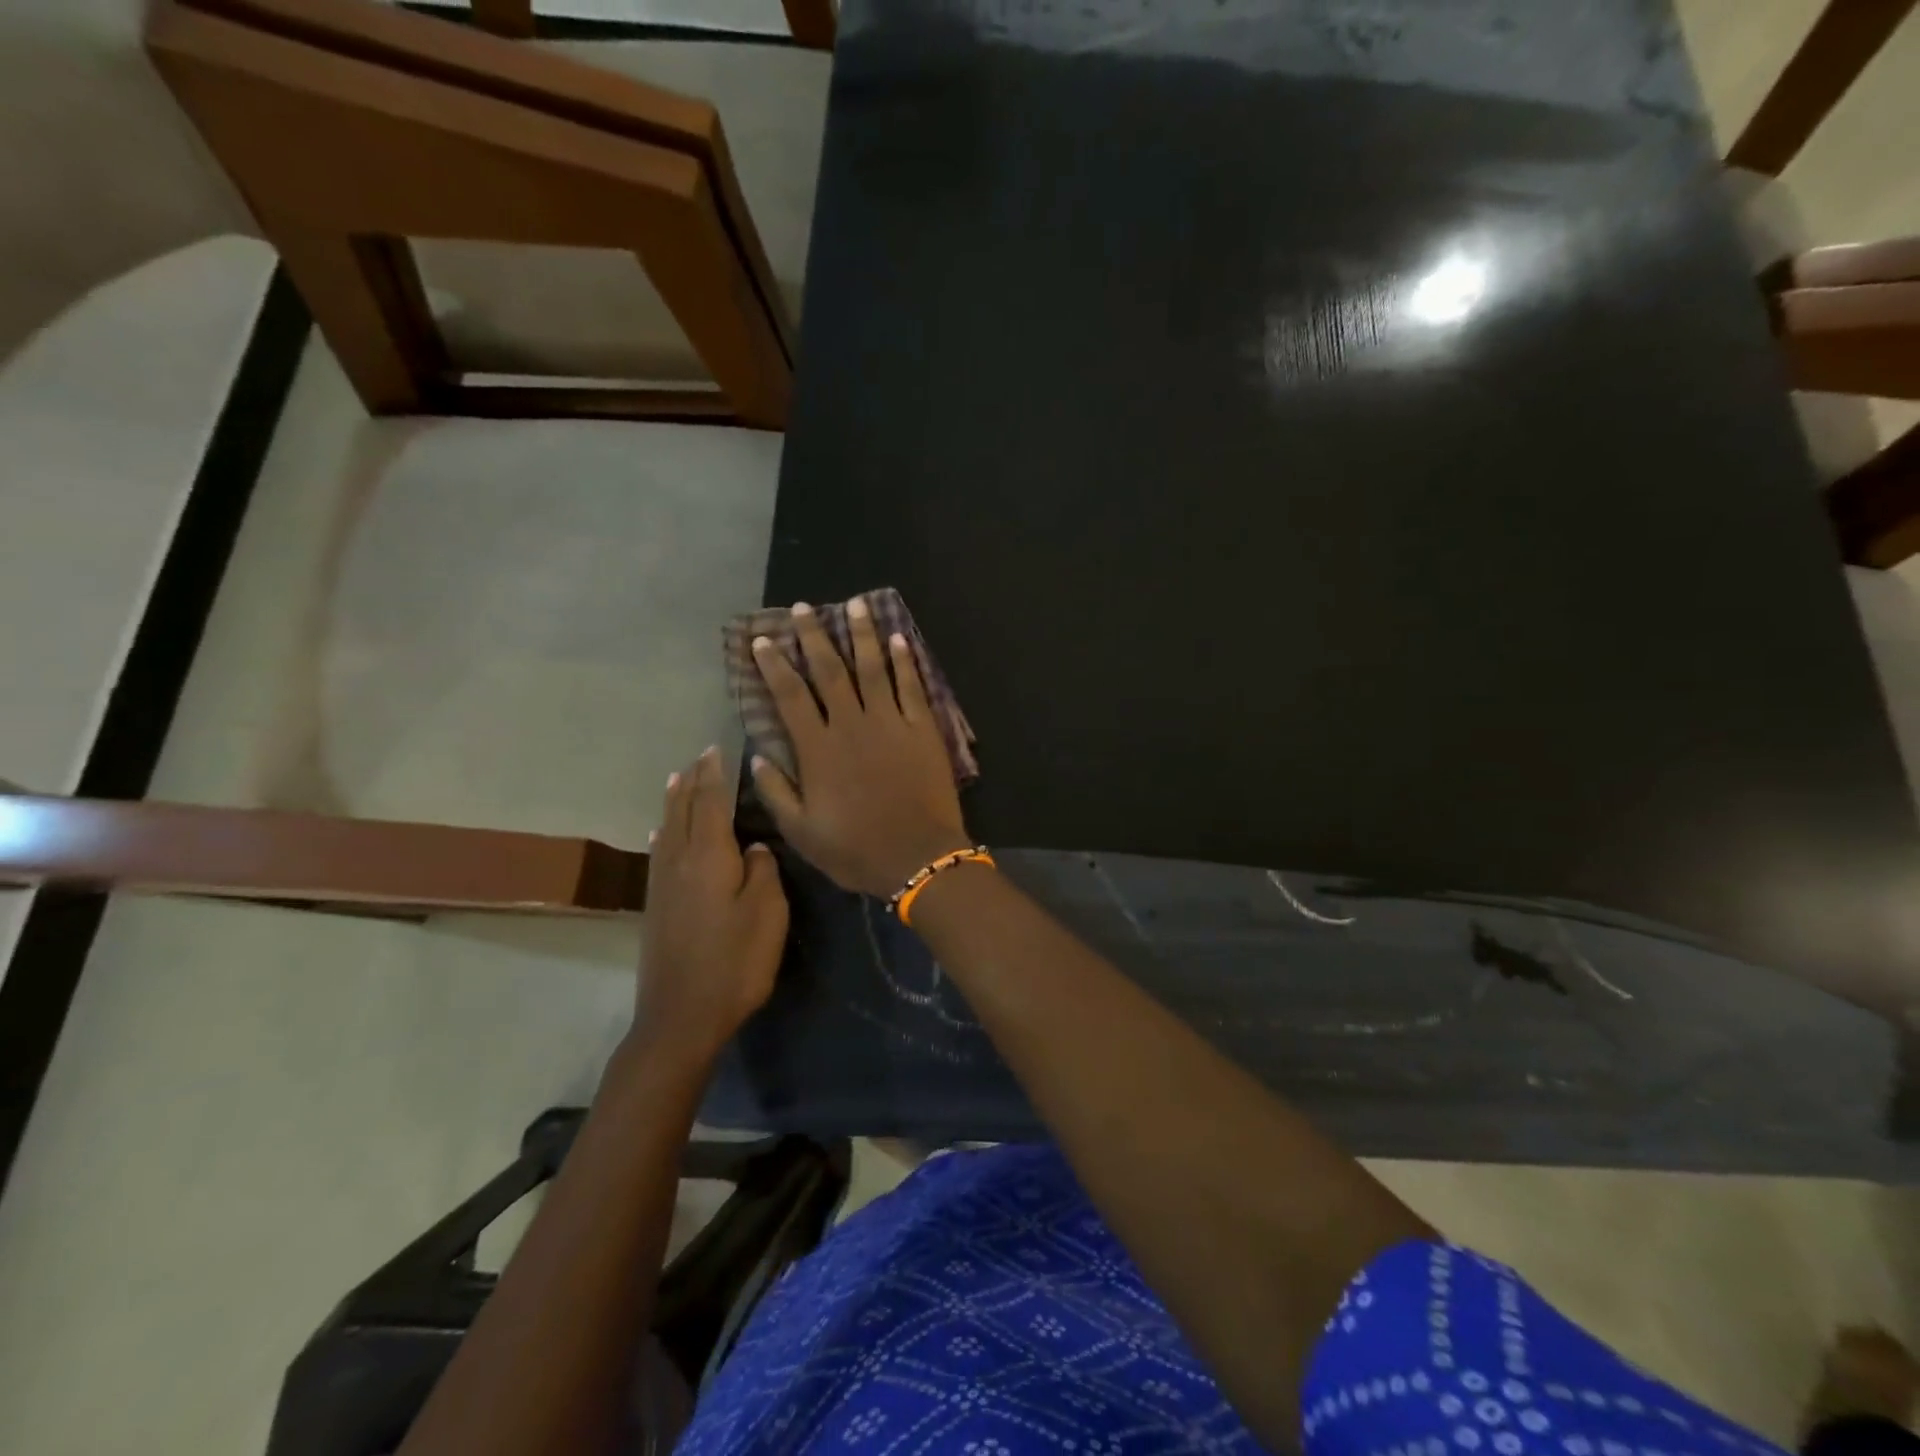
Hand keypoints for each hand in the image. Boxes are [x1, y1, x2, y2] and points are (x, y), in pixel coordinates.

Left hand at [633, 746, 788, 1063]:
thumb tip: (752, 847)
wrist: (680, 1017)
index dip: (714, 776)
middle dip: (692, 782)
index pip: (710, 803)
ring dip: (674, 802)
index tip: (716, 750)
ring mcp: (662, 885)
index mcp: (709, 858)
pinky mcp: (655, 907)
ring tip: (678, 780)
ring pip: (667, 830)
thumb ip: (762, 872)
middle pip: (684, 811)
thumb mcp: (767, 914)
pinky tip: (661, 834)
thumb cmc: (734, 963)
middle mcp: (679, 862)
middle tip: (699, 758)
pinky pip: (659, 852)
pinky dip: (663, 832)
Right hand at [750, 598, 971, 898]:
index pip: (790, 696)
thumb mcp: (802, 832)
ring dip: (862, 634)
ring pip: (873, 667)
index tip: (763, 640)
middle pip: (829, 670)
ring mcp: (890, 723)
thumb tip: (757, 756)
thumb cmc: (857, 849)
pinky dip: (904, 660)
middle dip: (814, 636)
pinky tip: (898, 637)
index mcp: (818, 749)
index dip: (774, 665)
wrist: (918, 857)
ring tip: (855, 604)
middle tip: (803, 608)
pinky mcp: (922, 728)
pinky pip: (912, 686)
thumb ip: (776, 792)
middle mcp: (851, 725)